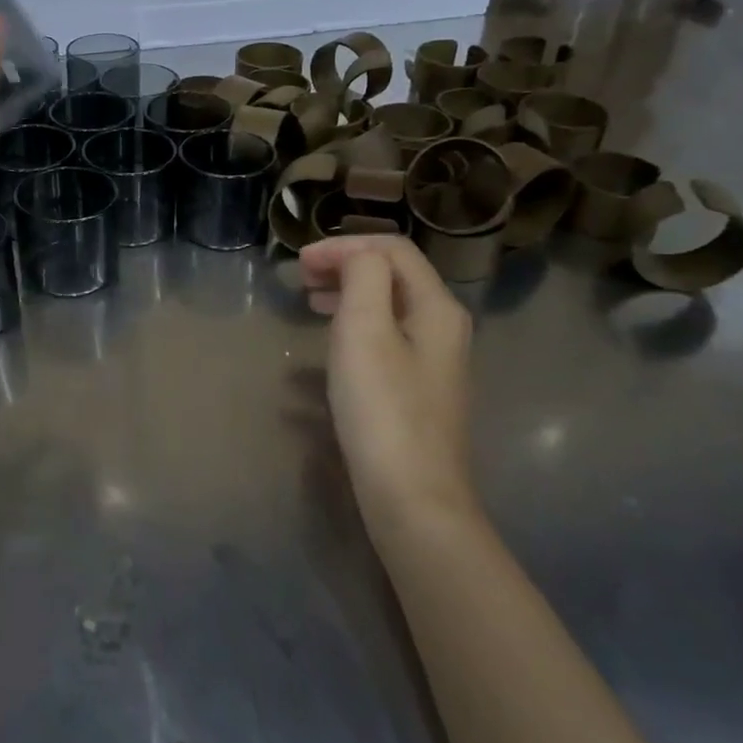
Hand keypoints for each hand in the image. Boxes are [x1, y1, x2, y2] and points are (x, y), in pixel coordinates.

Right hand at [300, 235, 477, 533]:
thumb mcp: (365, 331)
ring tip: (310, 303)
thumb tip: (357, 257)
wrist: (413, 497)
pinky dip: (354, 326)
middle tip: (301, 278)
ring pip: (388, 306)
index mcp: (436, 307)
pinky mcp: (418, 388)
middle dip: (345, 265)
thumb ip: (363, 277)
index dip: (343, 246)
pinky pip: (386, 336)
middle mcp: (443, 326)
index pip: (391, 249)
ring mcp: (434, 360)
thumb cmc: (383, 409)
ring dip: (347, 294)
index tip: (300, 263)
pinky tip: (330, 346)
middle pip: (393, 274)